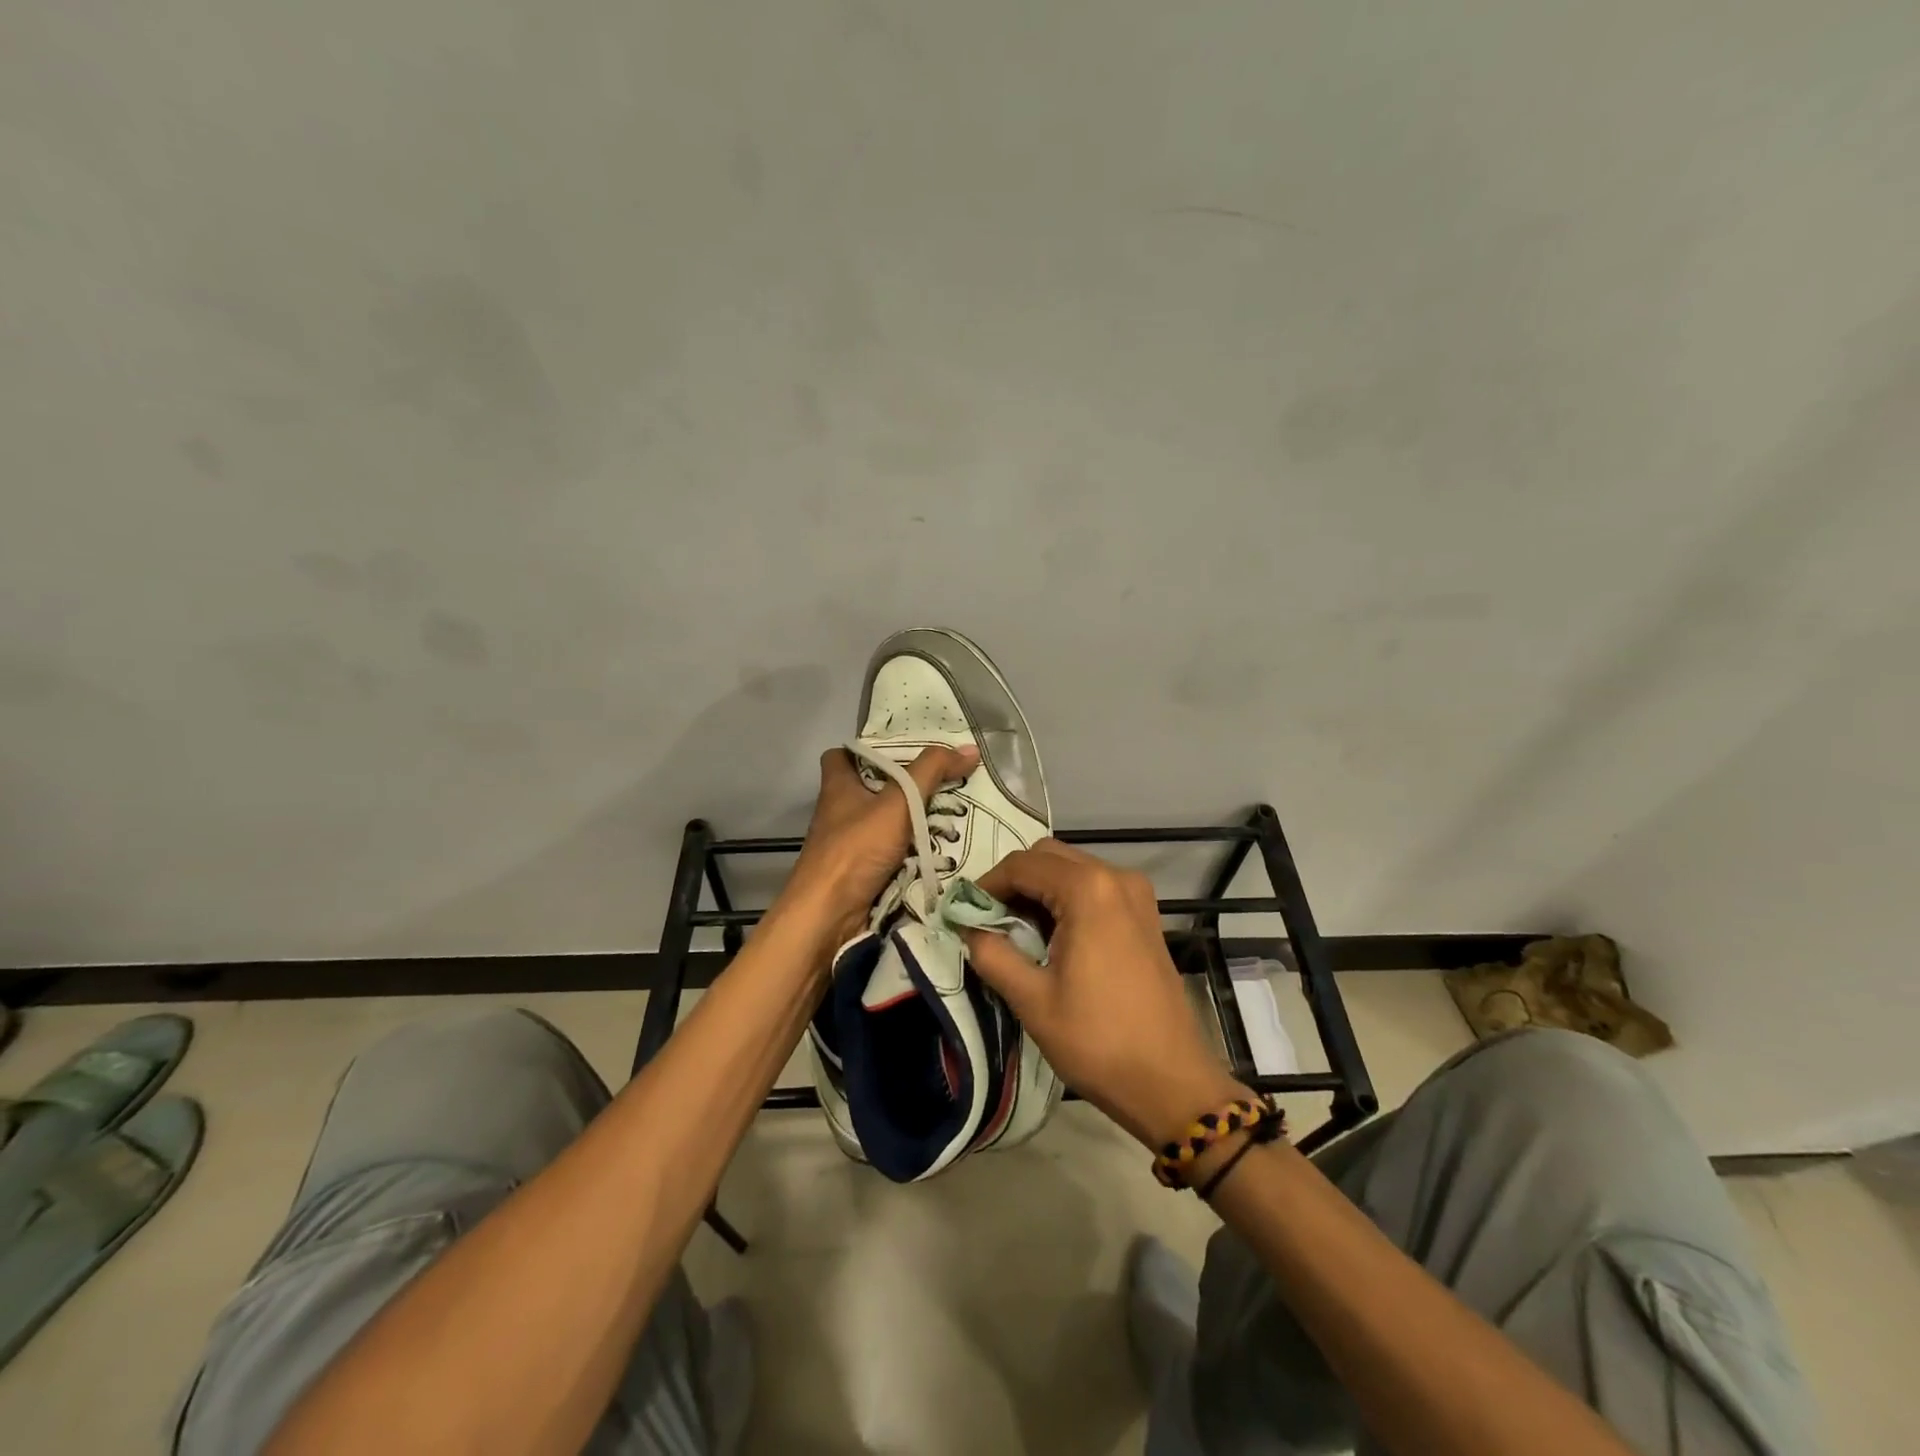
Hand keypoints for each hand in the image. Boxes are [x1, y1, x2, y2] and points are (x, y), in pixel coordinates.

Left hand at [785, 744, 978, 947]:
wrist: (828, 916)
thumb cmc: (856, 849)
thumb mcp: (899, 801)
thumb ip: (932, 772)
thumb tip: (969, 748)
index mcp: (838, 786)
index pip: (842, 755)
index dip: (867, 749)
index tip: (902, 751)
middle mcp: (838, 812)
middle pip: (870, 789)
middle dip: (902, 787)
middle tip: (940, 782)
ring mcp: (846, 845)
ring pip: (882, 823)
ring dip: (909, 822)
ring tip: (950, 814)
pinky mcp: (857, 873)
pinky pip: (887, 853)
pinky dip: (908, 851)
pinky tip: (937, 849)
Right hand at [968, 839, 1247, 1148]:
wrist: (1170, 1082)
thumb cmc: (1098, 1040)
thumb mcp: (1032, 999)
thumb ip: (991, 953)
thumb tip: (966, 927)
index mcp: (1088, 889)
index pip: (1022, 865)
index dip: (987, 884)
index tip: (965, 914)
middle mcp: (1116, 877)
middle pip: (1048, 857)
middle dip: (1014, 883)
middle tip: (989, 922)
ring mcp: (1136, 894)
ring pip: (1072, 870)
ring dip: (1039, 890)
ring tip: (1016, 934)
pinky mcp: (1145, 914)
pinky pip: (1094, 888)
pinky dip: (1066, 900)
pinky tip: (1052, 938)